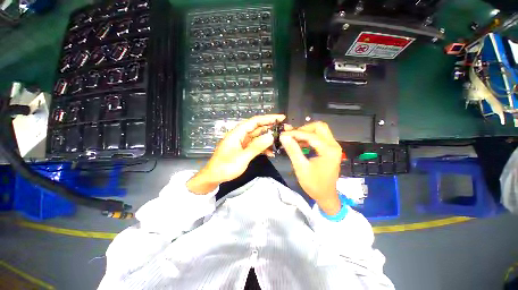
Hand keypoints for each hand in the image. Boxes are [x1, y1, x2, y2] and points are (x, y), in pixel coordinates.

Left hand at [187, 114, 285, 193]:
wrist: (213, 177)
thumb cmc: (225, 167)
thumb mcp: (242, 157)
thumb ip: (256, 147)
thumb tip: (270, 137)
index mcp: (237, 133)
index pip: (255, 121)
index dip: (268, 118)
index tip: (281, 118)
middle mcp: (240, 135)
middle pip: (257, 128)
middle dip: (270, 128)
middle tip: (284, 130)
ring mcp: (242, 142)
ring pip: (258, 137)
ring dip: (268, 139)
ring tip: (280, 142)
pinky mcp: (243, 149)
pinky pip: (255, 145)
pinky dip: (263, 148)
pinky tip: (271, 153)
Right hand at [280, 122, 342, 214]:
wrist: (326, 195)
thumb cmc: (314, 184)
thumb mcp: (301, 168)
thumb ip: (293, 150)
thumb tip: (283, 136)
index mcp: (328, 150)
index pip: (310, 135)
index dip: (295, 133)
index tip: (283, 134)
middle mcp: (333, 145)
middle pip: (319, 127)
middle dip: (303, 129)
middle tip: (291, 136)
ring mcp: (333, 147)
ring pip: (319, 131)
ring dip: (306, 132)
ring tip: (293, 139)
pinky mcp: (330, 149)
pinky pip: (319, 137)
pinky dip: (309, 138)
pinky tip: (300, 144)